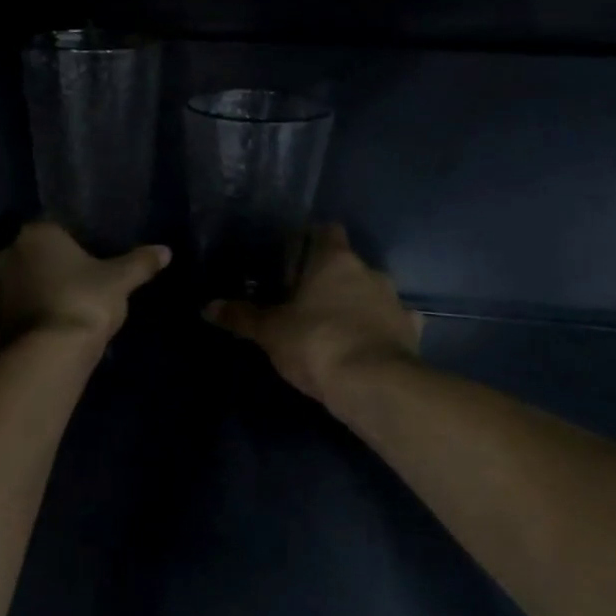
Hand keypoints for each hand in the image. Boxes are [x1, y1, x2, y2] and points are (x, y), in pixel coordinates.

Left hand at [0, 221, 170, 346]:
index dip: (68, 243)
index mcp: (36, 234)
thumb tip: (165, 251)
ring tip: (60, 309)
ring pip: (18, 283)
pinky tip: (45, 329)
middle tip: (74, 284)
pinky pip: (11, 311)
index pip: (52, 227)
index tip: (85, 260)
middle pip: (30, 254)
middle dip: (47, 266)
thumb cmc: (86, 301)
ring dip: (33, 291)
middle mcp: (7, 254)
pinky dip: (24, 316)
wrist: (51, 352)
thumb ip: (140, 263)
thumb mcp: (121, 280)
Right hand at [206, 224, 421, 405]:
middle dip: (328, 279)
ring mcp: (394, 301)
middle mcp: (370, 272)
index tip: (292, 257)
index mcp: (335, 261)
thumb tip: (206, 306)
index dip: (310, 239)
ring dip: (354, 304)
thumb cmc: (316, 342)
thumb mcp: (269, 331)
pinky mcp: (409, 332)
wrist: (372, 384)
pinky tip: (365, 344)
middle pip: (347, 265)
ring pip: (370, 293)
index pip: (326, 231)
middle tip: (303, 299)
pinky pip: (392, 323)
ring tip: (332, 326)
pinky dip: (379, 329)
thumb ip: (241, 316)